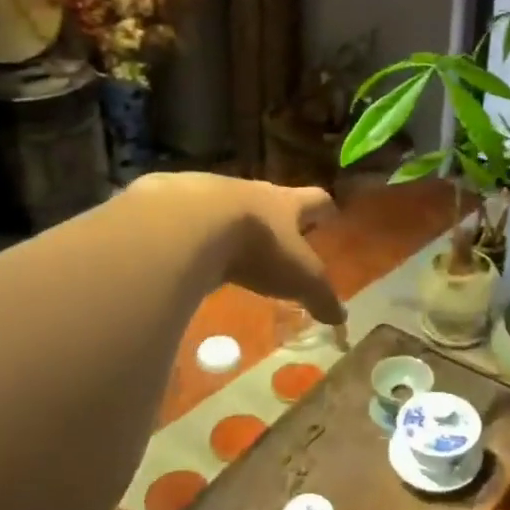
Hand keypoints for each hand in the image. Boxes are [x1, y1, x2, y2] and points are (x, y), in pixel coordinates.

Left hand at [127, 174, 344, 324]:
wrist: (189, 223)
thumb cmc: (256, 246)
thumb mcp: (298, 278)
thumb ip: (320, 296)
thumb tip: (341, 317)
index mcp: (284, 204)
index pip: (315, 199)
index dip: (324, 208)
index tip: (331, 213)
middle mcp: (248, 192)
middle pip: (268, 197)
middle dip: (275, 215)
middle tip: (279, 232)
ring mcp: (206, 194)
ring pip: (225, 205)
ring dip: (230, 222)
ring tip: (229, 244)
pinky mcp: (168, 206)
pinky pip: (185, 219)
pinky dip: (190, 233)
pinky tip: (185, 251)